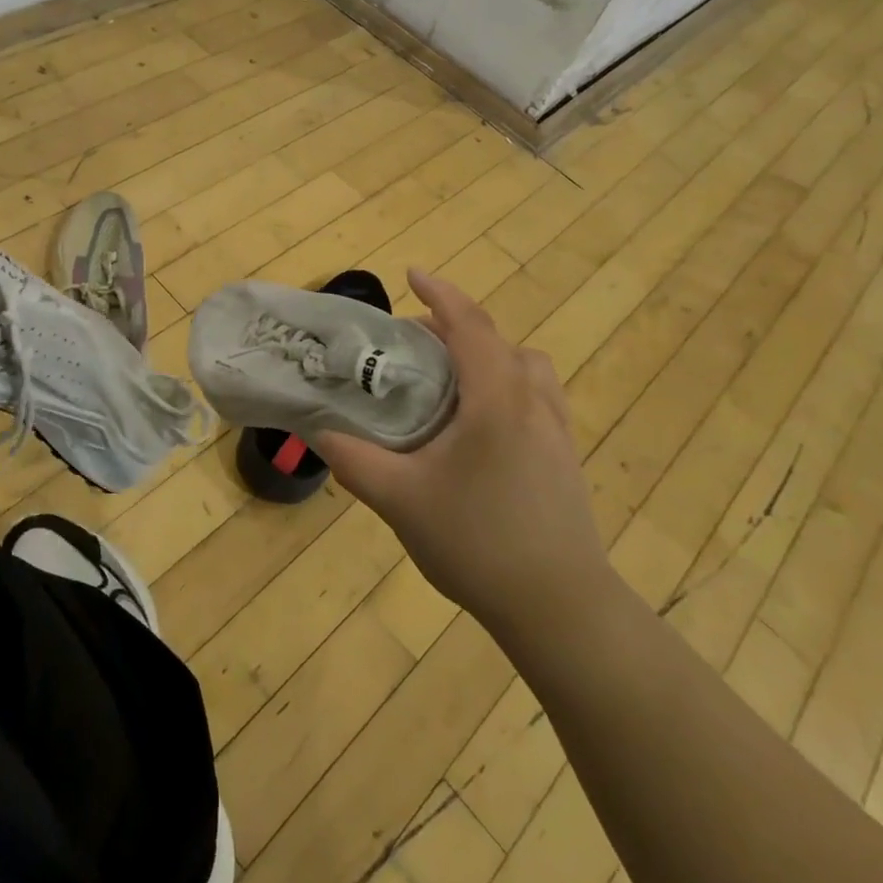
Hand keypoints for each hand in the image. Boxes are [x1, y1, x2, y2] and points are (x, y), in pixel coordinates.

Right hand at [314, 269, 612, 628]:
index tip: (410, 275)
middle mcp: (533, 401)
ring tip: (449, 380)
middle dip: (454, 327)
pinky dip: (505, 384)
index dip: (439, 294)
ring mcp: (556, 429)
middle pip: (496, 341)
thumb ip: (353, 459)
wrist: (559, 607)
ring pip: (524, 366)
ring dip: (486, 355)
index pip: (469, 325)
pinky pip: (535, 395)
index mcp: (496, 399)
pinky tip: (479, 425)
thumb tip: (317, 429)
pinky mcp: (565, 455)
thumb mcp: (399, 499)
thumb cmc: (477, 543)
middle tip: (411, 342)